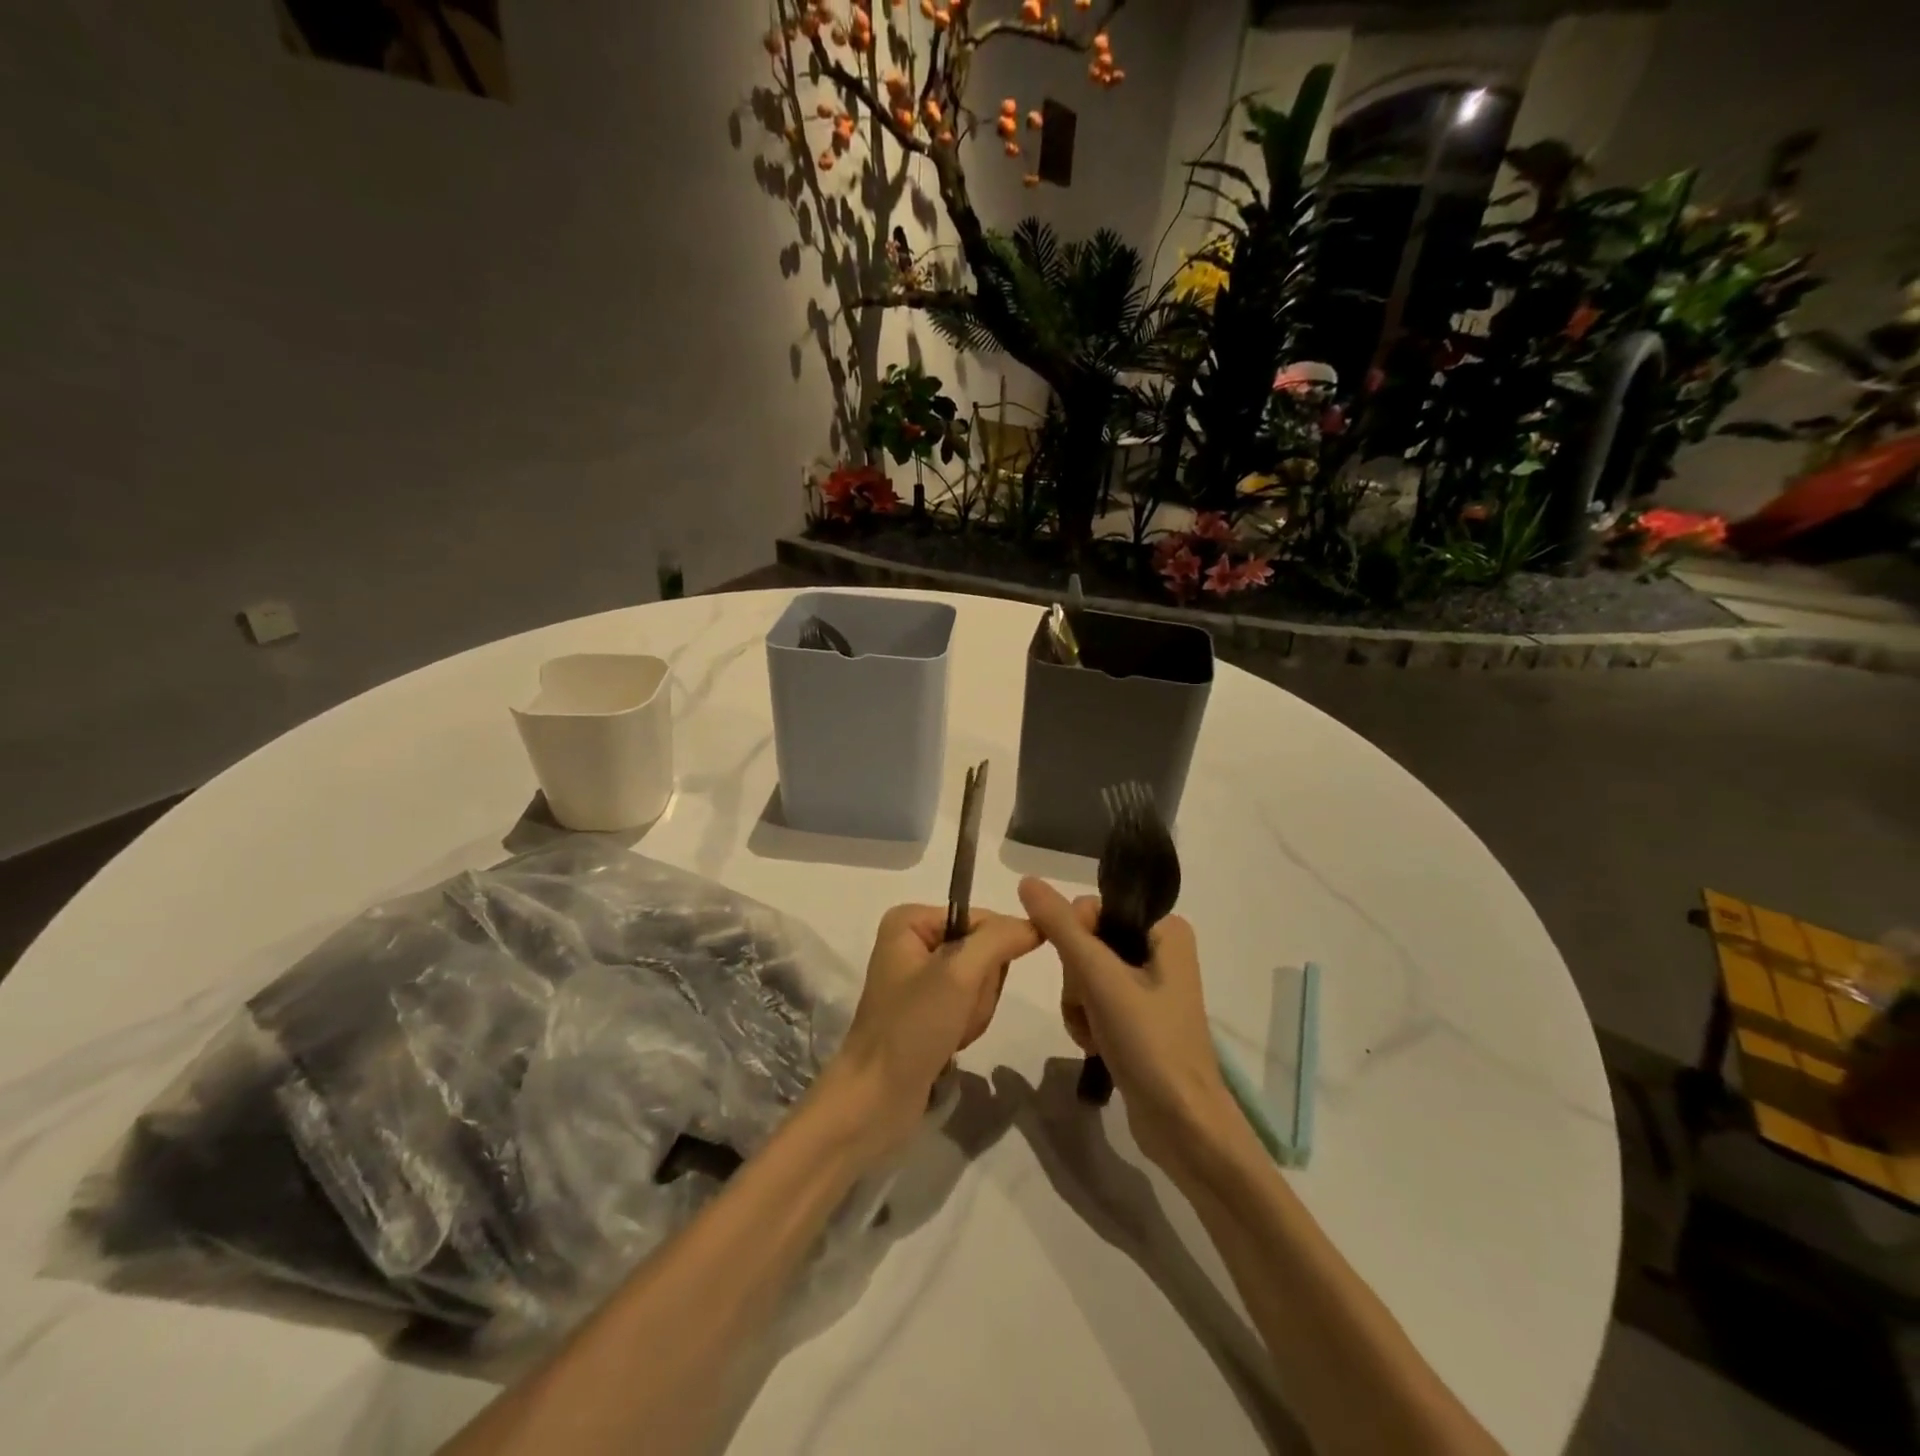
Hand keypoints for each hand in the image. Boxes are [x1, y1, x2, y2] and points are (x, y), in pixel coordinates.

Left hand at [827, 905, 1041, 1158]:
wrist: (875, 1100)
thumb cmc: (912, 1027)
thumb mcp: (958, 974)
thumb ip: (999, 940)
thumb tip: (1036, 923)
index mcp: (911, 920)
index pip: (983, 919)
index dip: (994, 953)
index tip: (973, 987)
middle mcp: (914, 941)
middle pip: (983, 951)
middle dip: (980, 988)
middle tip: (956, 1013)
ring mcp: (920, 977)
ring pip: (981, 981)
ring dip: (975, 1011)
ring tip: (951, 1032)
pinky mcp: (927, 1009)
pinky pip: (968, 1004)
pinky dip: (968, 1025)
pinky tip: (950, 1043)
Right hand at [1018, 877, 1239, 1174]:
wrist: (1183, 1125)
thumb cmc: (1149, 1043)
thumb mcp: (1100, 979)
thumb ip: (1061, 927)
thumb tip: (1027, 879)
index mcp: (1164, 929)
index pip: (1092, 908)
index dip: (1075, 940)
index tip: (1085, 976)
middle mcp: (1158, 949)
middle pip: (1085, 941)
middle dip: (1076, 979)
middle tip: (1093, 1008)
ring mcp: (1147, 984)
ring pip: (1083, 972)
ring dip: (1077, 1004)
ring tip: (1095, 1034)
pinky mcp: (1137, 1016)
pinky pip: (1093, 999)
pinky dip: (1086, 1021)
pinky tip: (1096, 1046)